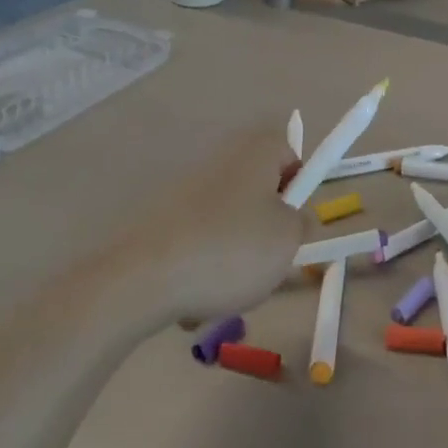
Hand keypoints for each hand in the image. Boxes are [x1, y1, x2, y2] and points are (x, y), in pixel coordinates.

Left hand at [117, 123, 312, 324]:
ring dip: (236, 253)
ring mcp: (184, 192)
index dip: (300, 184)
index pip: (287, 151)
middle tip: (272, 259)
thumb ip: (301, 222)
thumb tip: (292, 217)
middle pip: (256, 191)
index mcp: (253, 155)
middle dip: (266, 226)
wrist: (145, 278)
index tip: (297, 220)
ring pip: (228, 223)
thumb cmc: (232, 250)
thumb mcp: (289, 239)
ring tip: (233, 287)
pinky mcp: (160, 222)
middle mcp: (217, 164)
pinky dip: (203, 268)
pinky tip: (198, 296)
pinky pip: (197, 244)